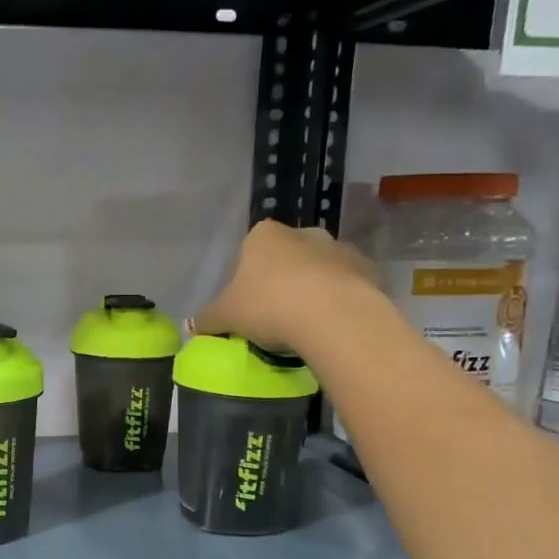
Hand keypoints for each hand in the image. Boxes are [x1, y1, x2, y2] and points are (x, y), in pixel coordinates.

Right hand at [191, 220, 378, 359]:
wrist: (334, 317)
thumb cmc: (269, 307)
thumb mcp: (226, 316)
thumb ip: (207, 318)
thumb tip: (190, 326)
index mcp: (264, 235)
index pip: (249, 250)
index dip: (245, 277)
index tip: (246, 304)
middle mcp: (303, 233)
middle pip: (286, 257)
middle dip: (280, 280)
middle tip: (272, 315)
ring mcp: (339, 248)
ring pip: (318, 270)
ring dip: (311, 289)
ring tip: (303, 324)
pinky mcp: (368, 270)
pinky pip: (346, 286)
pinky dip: (338, 300)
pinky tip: (330, 325)